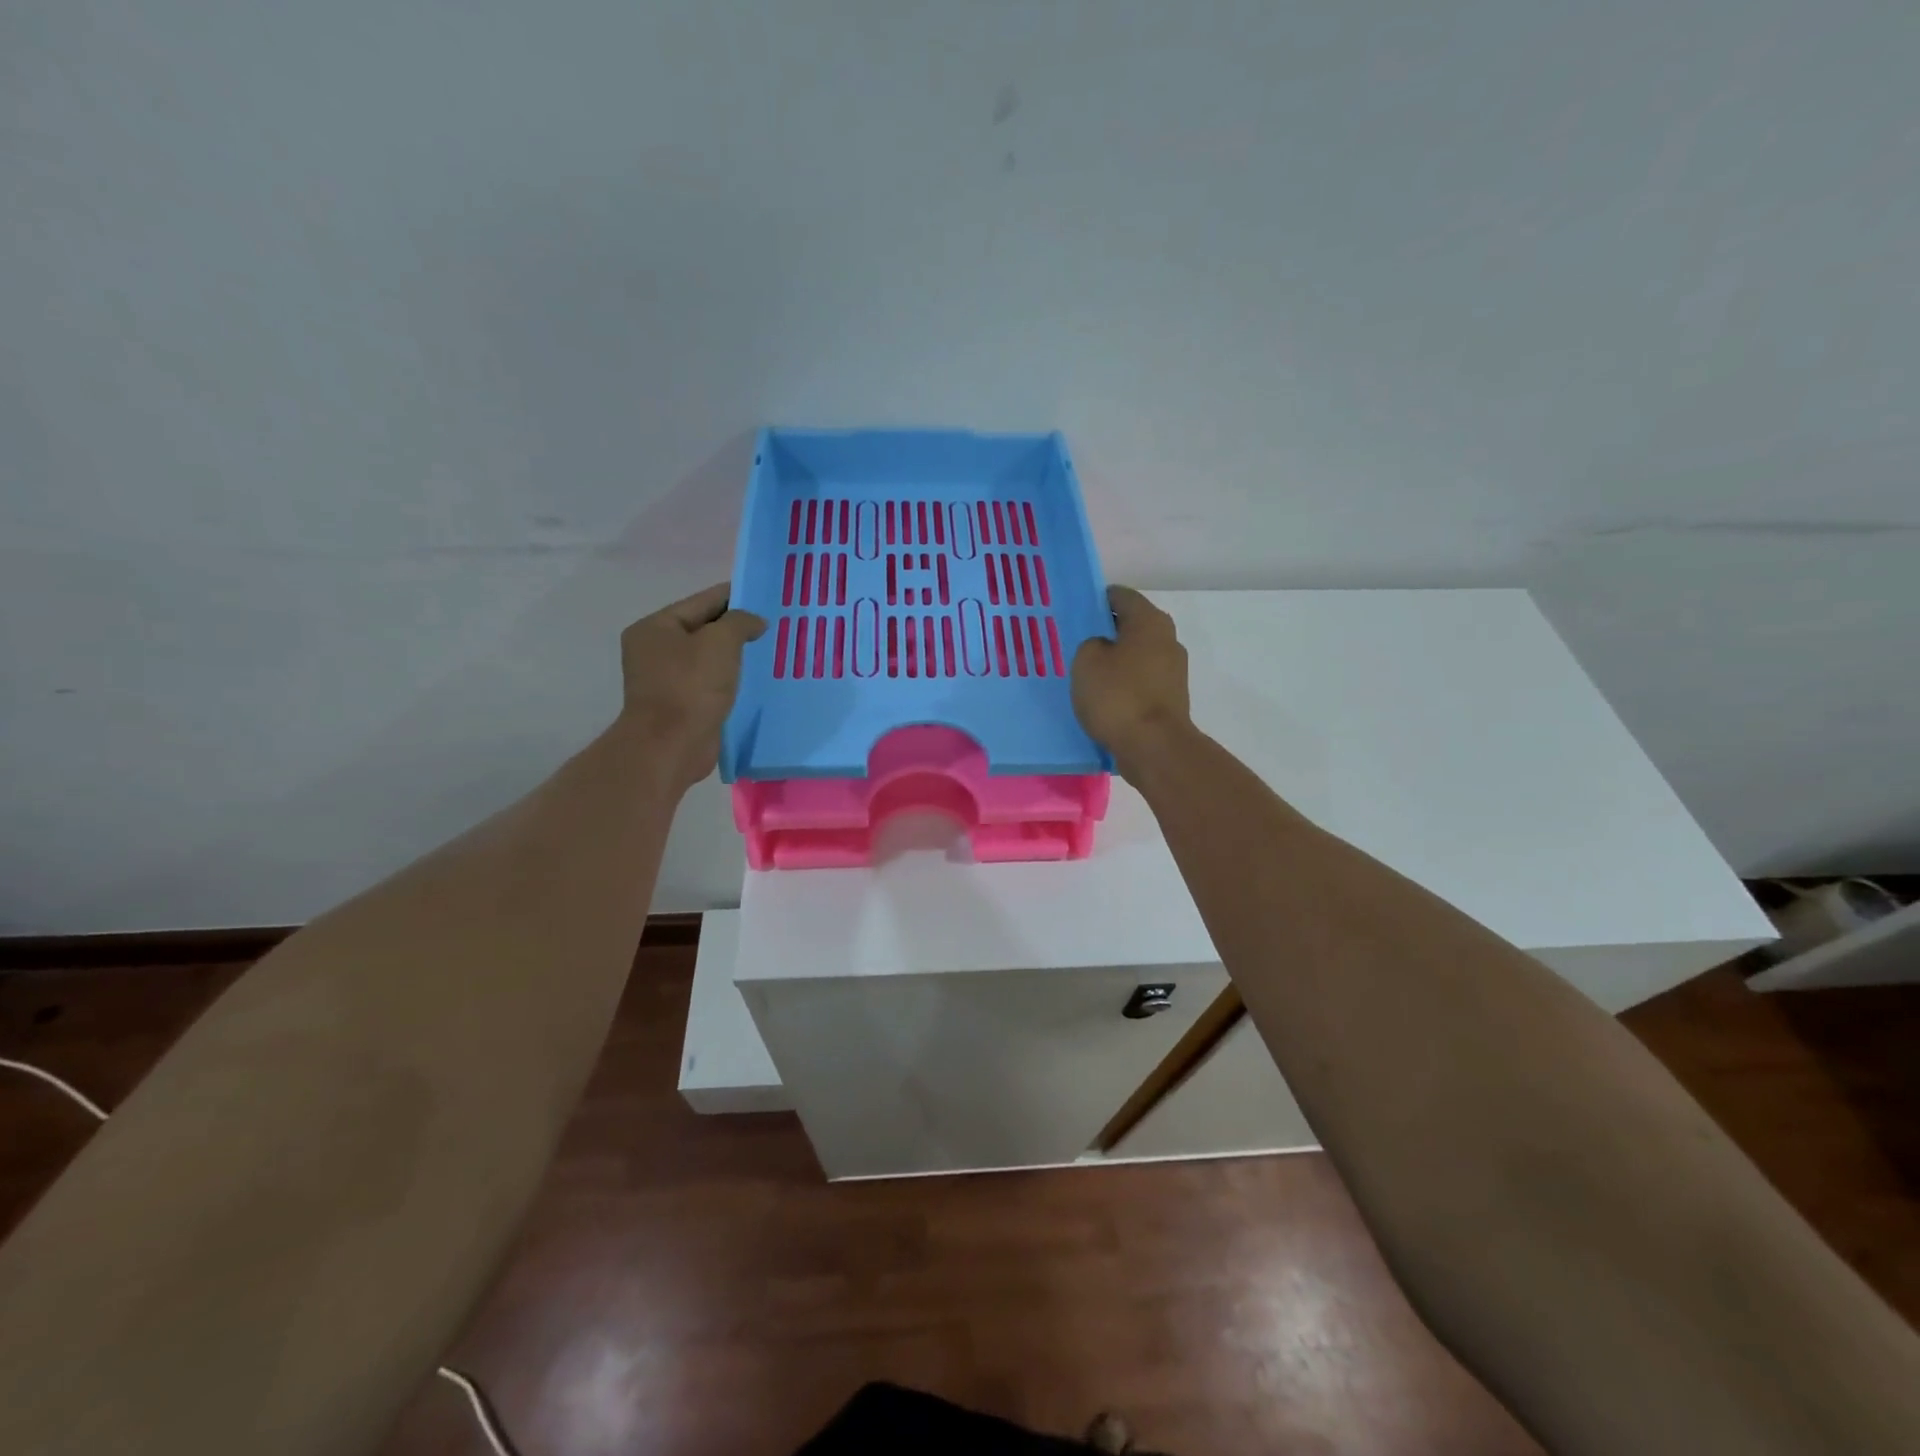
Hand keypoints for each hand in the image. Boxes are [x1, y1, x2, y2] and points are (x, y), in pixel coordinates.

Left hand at [618, 583, 765, 786]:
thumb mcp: (720, 642)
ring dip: (735, 655)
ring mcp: (665, 680)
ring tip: (769, 650)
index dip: (735, 596)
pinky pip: (710, 683)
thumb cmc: (691, 686)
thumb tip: (755, 621)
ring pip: (708, 658)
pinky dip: (730, 679)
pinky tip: (755, 680)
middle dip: (737, 628)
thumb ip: (740, 622)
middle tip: (774, 624)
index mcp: (656, 627)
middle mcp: (655, 650)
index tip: (766, 595)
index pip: (702, 601)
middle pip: (704, 629)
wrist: (670, 747)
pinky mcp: (680, 705)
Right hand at [1071, 586, 1191, 777]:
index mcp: (1149, 621)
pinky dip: (1125, 684)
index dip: (1096, 601)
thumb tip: (1103, 648)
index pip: (1121, 595)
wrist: (1153, 747)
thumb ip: (1090, 644)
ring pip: (1137, 655)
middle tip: (1078, 646)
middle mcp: (1168, 639)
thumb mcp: (1086, 661)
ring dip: (1116, 661)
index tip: (1076, 615)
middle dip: (1106, 632)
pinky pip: (1142, 681)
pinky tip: (1105, 698)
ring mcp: (1173, 670)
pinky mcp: (1171, 698)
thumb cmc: (1118, 696)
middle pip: (1132, 625)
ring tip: (1088, 676)